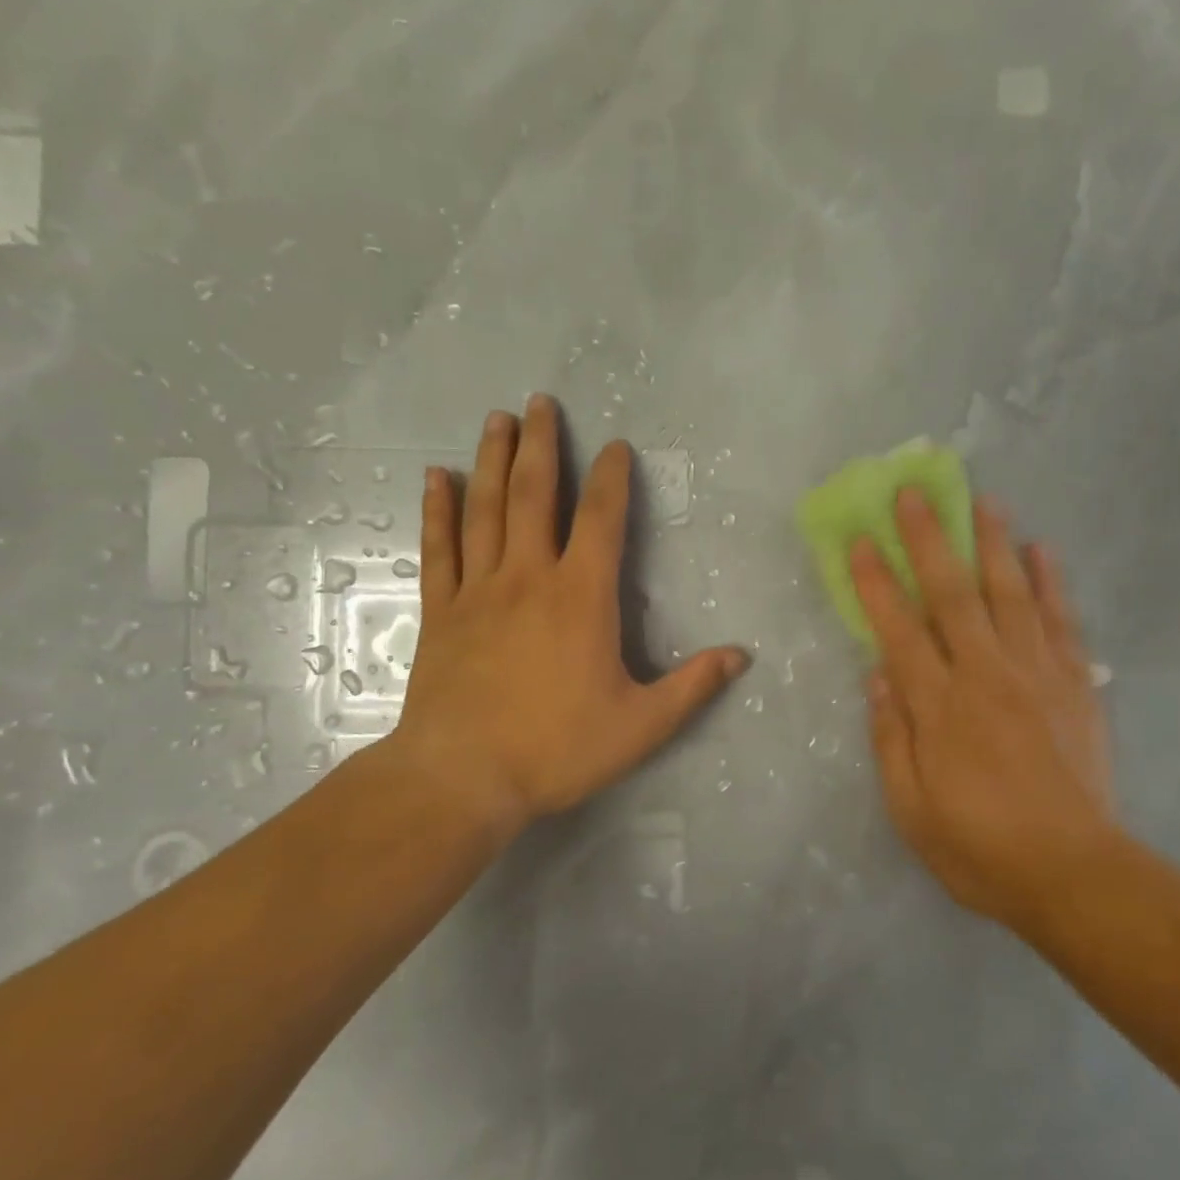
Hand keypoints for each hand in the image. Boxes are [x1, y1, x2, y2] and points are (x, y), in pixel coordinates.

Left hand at [378, 396, 747, 845]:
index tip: (615, 446)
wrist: (462, 778)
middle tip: (541, 402)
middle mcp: (529, 577)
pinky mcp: (441, 611)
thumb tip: (741, 656)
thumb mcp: (641, 726)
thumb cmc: (557, 748)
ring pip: (486, 509)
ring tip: (498, 419)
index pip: (602, 520)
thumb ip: (692, 686)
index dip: (612, 478)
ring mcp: (479, 590)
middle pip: (535, 495)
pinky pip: (439, 548)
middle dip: (542, 445)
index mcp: (581, 597)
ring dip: (493, 460)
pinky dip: (437, 510)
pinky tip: (437, 477)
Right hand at [851, 490, 1125, 935]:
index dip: (877, 582)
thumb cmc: (980, 847)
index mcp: (939, 707)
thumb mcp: (911, 808)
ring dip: (992, 542)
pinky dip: (1051, 582)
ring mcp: (1036, 674)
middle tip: (914, 491)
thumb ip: (890, 737)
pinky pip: (1061, 621)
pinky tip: (1042, 549)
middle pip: (952, 594)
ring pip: (1009, 593)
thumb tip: (877, 675)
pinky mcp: (1075, 684)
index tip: (861, 540)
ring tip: (983, 499)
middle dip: (929, 539)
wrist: (1075, 874)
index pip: (899, 629)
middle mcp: (985, 675)